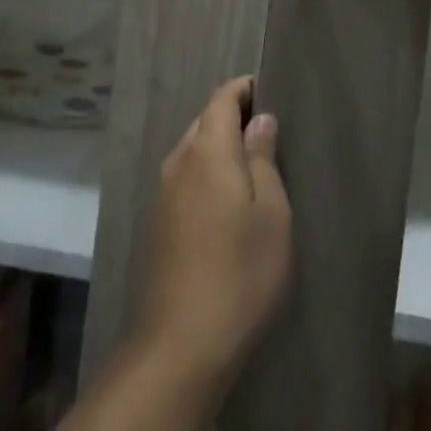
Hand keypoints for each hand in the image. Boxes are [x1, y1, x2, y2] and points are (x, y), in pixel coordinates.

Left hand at [135, 78, 291, 385]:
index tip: (268, 89)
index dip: (243, 88)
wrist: (181, 342)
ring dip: (219, 145)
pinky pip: (186, 177)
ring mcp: (163, 193)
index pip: (221, 99)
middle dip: (232, 116)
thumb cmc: (240, 272)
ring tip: (253, 161)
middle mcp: (178, 162)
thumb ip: (263, 158)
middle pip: (204, 121)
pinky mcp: (159, 221)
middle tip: (268, 128)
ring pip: (193, 150)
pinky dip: (208, 171)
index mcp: (207, 151)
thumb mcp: (271, 213)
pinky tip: (228, 198)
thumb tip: (259, 120)